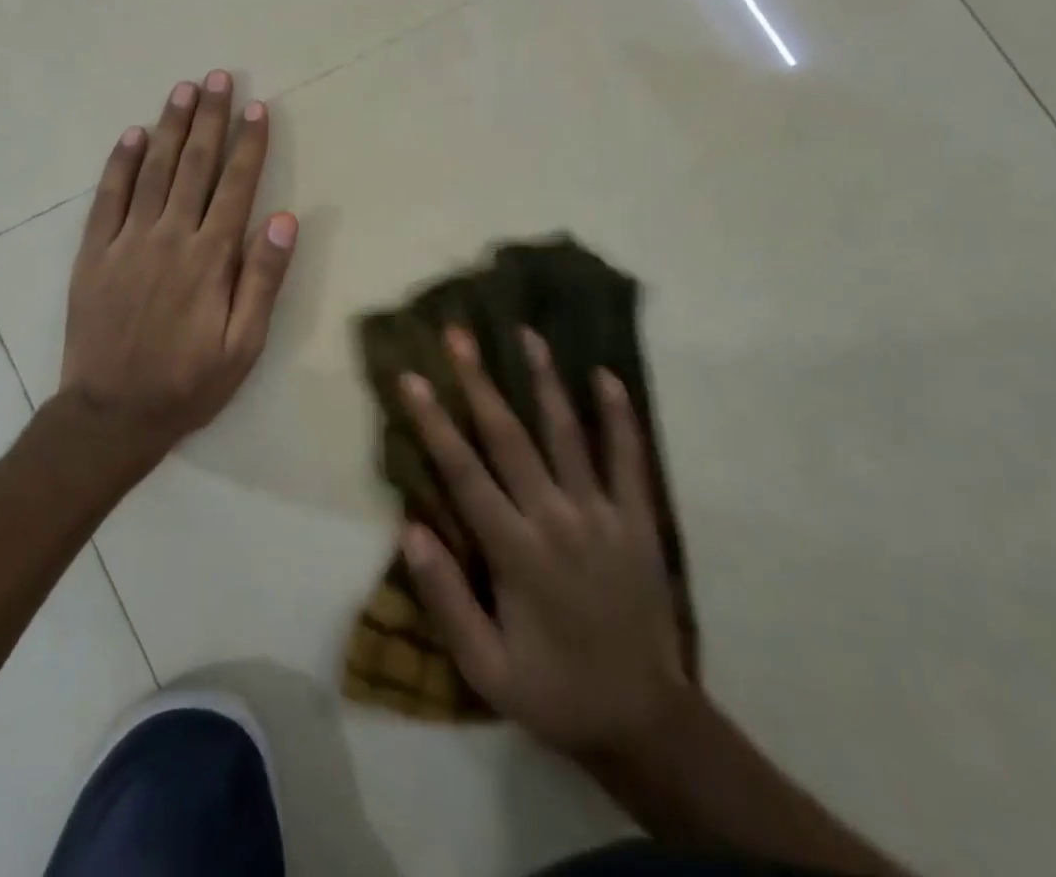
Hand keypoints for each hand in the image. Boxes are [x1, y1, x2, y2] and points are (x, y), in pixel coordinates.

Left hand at [60, 71, 297, 451]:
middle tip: (220, 78)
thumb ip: (263, 279)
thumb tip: (284, 217)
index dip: (250, 145)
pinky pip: (108, 197)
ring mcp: (127, 241)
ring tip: (184, 90)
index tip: (258, 108)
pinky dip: (120, 163)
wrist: (110, 415)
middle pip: (195, 166)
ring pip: (154, 170)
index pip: (236, 186)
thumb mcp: (243, 345)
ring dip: (171, 127)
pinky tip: (133, 134)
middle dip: (211, 119)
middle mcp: (170, 237)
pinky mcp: (94, 253)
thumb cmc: (188, 383)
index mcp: (210, 258)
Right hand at [400, 327, 687, 760]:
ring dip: (544, 380)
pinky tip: (606, 376)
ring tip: (526, 333)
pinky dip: (619, 416)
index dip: (434, 422)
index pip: (464, 472)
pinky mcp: (638, 519)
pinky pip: (629, 458)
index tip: (411, 377)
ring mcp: (602, 514)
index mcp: (515, 552)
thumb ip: (446, 599)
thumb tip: (410, 529)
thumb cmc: (554, 692)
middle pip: (510, 437)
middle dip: (480, 382)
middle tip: (459, 334)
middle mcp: (556, 518)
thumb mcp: (485, 668)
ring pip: (567, 433)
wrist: (645, 722)